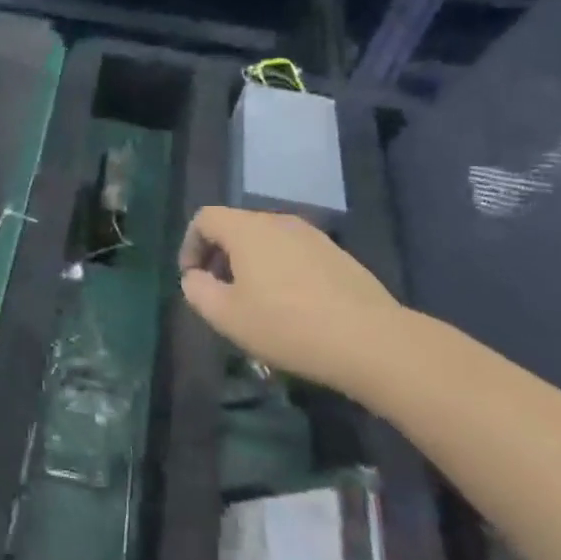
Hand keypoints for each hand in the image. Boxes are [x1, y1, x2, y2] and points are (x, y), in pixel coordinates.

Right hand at [178, 206, 405, 399]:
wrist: (370, 340)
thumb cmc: (287, 325)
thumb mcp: (226, 316)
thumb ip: (198, 291)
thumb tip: (194, 277)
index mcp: (247, 229)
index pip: (205, 218)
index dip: (190, 245)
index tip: (192, 279)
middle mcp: (278, 221)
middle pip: (236, 227)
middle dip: (219, 255)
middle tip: (219, 293)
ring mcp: (313, 236)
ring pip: (267, 240)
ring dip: (250, 264)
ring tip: (255, 302)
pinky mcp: (337, 254)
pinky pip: (294, 253)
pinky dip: (280, 270)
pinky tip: (291, 306)